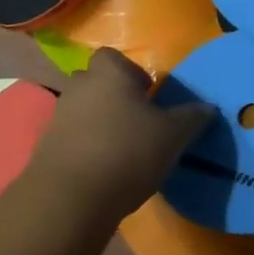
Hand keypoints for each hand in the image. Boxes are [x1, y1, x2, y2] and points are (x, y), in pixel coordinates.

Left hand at [23, 48, 212, 223]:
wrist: (71, 197)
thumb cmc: (127, 152)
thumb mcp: (172, 135)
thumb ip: (192, 117)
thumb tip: (208, 107)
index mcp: (108, 73)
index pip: (113, 57)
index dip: (130, 72)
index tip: (147, 95)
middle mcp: (78, 87)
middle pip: (96, 82)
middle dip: (113, 97)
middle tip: (137, 122)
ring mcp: (57, 116)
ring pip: (82, 110)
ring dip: (98, 123)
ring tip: (121, 149)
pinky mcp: (46, 147)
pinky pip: (71, 137)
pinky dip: (85, 147)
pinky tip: (102, 169)